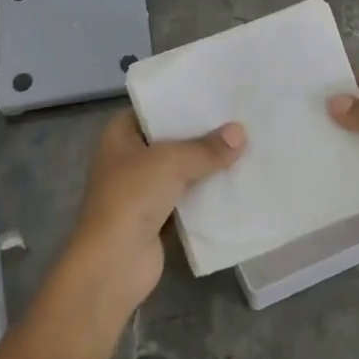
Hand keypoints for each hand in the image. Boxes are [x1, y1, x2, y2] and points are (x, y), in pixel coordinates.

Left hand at [54, 110, 246, 323]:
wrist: (113, 263)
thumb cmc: (132, 197)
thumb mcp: (171, 162)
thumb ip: (206, 148)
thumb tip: (241, 132)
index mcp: (120, 136)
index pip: (153, 109)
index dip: (180, 102)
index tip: (214, 95)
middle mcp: (128, 159)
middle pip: (169, 141)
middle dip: (200, 135)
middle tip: (239, 120)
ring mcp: (141, 191)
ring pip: (180, 171)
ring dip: (206, 167)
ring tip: (245, 148)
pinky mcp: (157, 219)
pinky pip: (187, 200)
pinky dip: (206, 196)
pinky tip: (236, 185)